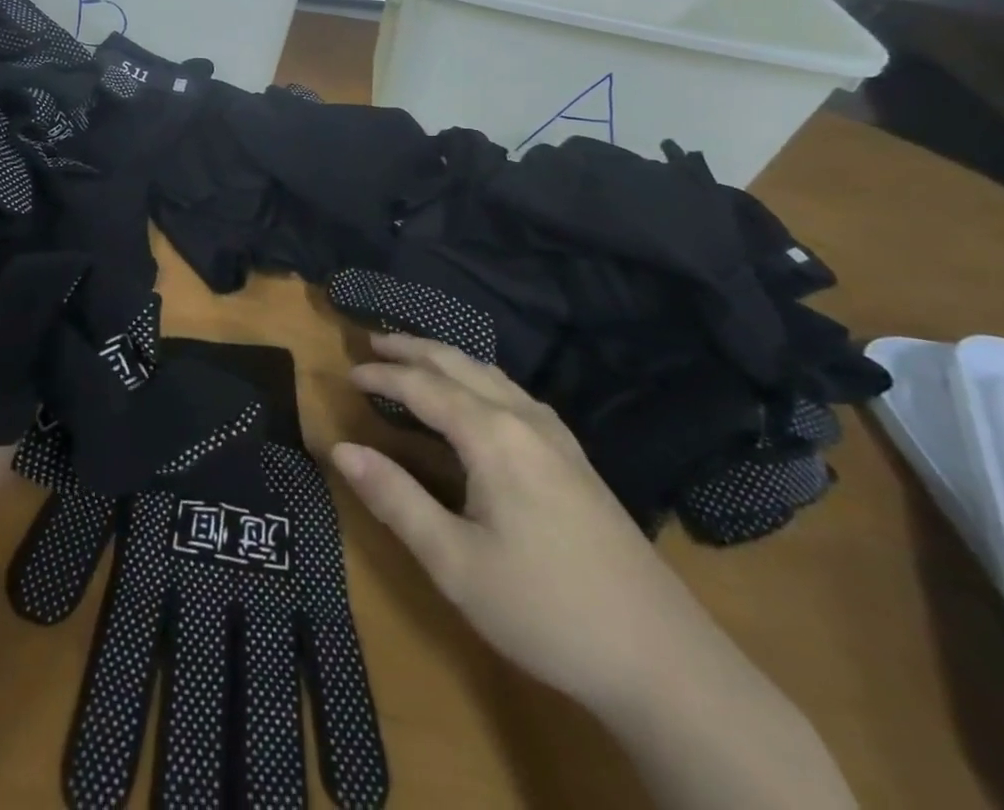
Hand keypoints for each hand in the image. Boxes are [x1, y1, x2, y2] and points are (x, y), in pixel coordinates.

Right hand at [332, 333, 853, 809]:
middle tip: (372, 343)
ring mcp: (557, 436)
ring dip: (446, 359)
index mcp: (493, 435)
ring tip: (414, 358)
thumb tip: (340, 449)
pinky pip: (514, 393)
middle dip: (413, 348)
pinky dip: (478, 378)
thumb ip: (395, 499)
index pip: (424, 387)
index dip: (383, 377)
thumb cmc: (545, 609)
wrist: (663, 659)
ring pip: (491, 375)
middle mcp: (525, 419)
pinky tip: (477, 398)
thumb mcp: (455, 563)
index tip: (347, 374)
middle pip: (460, 364)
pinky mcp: (575, 457)